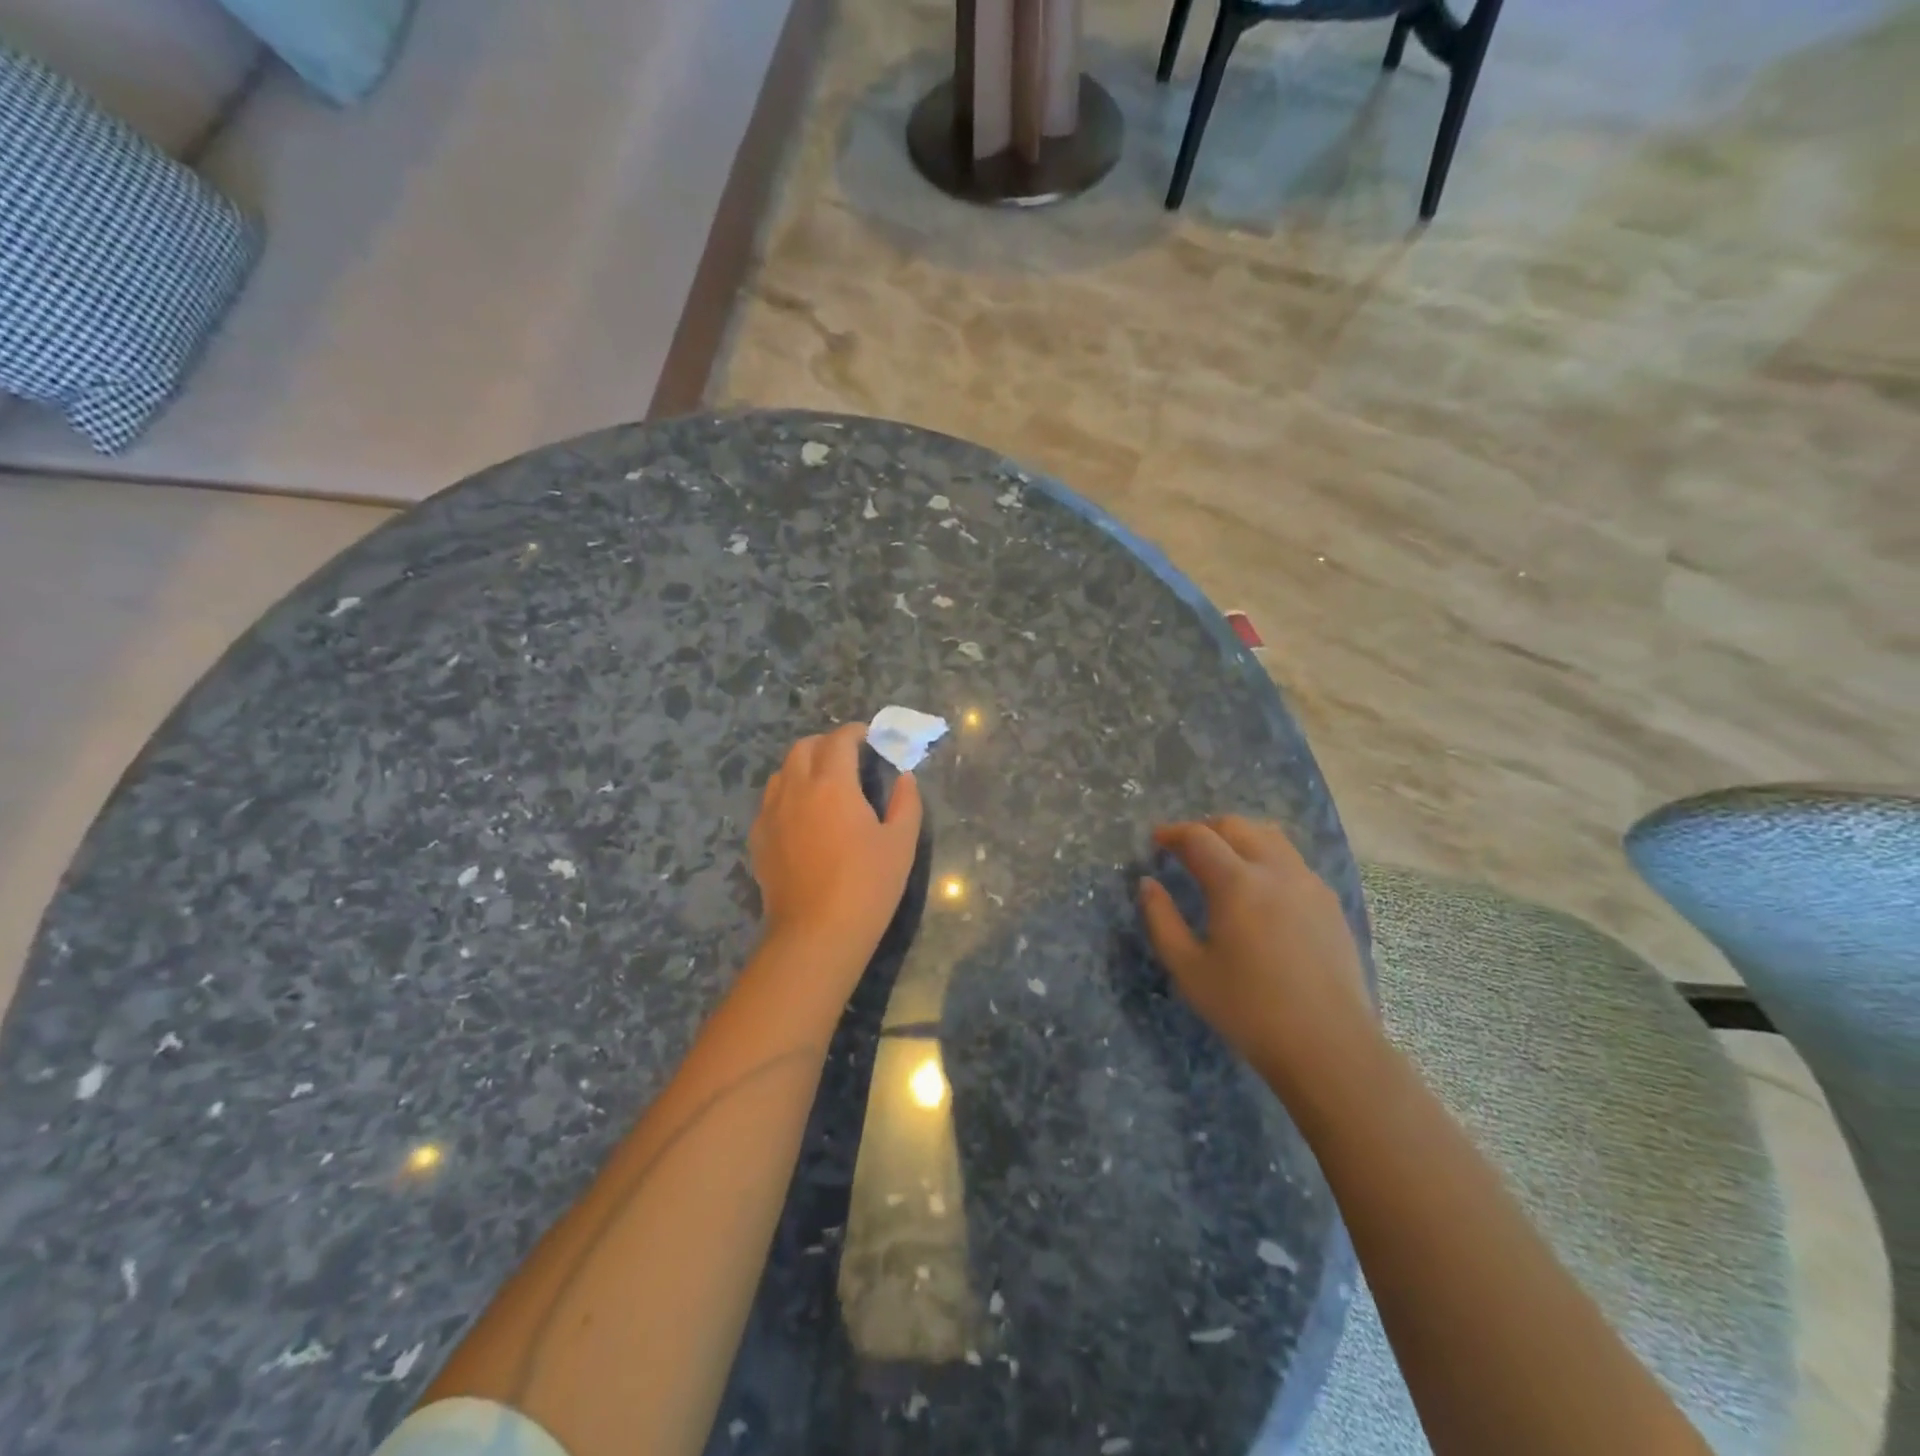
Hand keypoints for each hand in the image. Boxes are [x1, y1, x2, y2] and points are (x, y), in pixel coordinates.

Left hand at [749, 724, 922, 971]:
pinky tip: (803, 816)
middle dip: (826, 744)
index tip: (868, 737)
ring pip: (782, 772)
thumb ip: (905, 803)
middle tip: (848, 757)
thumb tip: (905, 778)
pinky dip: (788, 794)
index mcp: (832, 784)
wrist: (816, 933)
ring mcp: (771, 814)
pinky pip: (770, 801)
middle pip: (803, 748)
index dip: (854, 733)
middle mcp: (796, 789)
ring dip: (803, 766)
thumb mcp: (901, 844)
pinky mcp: (759, 838)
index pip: (839, 741)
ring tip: (824, 783)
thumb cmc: (867, 886)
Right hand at [1139, 816, 1375, 1098]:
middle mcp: (1276, 871)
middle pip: (1237, 826)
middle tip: (1185, 847)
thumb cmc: (1248, 1010)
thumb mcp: (1189, 969)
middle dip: (1206, 828)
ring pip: (1271, 837)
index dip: (1173, 832)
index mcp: (1237, 883)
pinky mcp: (1330, 903)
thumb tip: (1148, 884)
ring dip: (1240, 836)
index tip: (1157, 839)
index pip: (1199, 838)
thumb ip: (1161, 920)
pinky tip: (1259, 888)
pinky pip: (1293, 861)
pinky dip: (1267, 856)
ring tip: (1222, 858)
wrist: (1329, 1046)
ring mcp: (1309, 884)